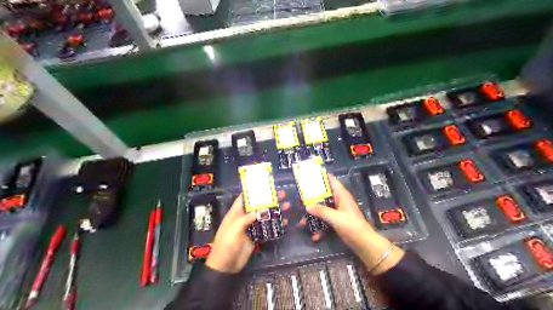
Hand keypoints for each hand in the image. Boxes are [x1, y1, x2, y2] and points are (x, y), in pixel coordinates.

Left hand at [206, 192, 290, 273]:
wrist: (226, 265)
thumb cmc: (227, 243)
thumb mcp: (235, 227)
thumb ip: (248, 217)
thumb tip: (262, 210)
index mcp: (236, 212)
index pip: (244, 197)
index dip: (254, 191)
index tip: (267, 185)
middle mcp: (244, 217)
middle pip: (258, 206)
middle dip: (270, 200)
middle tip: (283, 194)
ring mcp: (251, 227)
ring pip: (265, 216)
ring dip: (275, 211)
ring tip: (287, 206)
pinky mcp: (257, 236)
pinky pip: (267, 228)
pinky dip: (275, 225)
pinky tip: (285, 222)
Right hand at [307, 176, 404, 273]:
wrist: (364, 244)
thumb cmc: (352, 226)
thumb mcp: (335, 218)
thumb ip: (321, 211)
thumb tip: (307, 206)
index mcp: (341, 195)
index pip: (331, 180)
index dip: (321, 176)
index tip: (308, 175)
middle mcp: (339, 200)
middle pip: (324, 195)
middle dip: (312, 198)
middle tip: (299, 198)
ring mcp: (338, 211)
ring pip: (323, 208)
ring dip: (314, 215)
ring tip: (302, 221)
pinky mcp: (338, 220)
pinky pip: (326, 219)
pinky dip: (320, 226)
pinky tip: (314, 235)